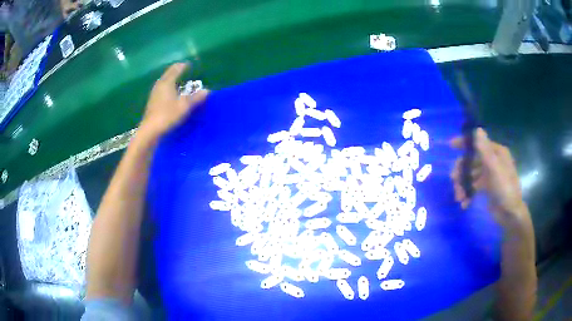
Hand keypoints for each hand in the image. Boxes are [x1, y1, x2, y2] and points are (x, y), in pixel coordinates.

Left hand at [139, 63, 208, 138]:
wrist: (150, 131)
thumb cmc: (167, 115)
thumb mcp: (184, 106)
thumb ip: (195, 98)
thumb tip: (207, 90)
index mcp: (167, 83)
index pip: (175, 70)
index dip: (182, 66)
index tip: (188, 64)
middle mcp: (159, 86)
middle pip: (167, 75)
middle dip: (175, 72)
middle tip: (183, 70)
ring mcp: (154, 95)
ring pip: (164, 83)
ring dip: (171, 80)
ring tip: (178, 82)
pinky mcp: (152, 103)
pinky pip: (161, 91)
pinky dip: (167, 89)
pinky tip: (170, 94)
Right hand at [451, 128, 529, 227]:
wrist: (510, 215)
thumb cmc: (505, 189)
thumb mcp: (495, 168)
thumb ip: (485, 150)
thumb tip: (478, 129)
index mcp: (496, 153)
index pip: (478, 143)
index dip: (464, 143)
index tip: (450, 146)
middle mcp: (492, 161)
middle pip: (471, 161)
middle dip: (461, 172)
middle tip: (454, 181)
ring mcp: (489, 175)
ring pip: (470, 175)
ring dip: (463, 185)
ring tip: (459, 198)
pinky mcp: (486, 188)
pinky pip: (473, 187)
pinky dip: (467, 194)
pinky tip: (464, 204)